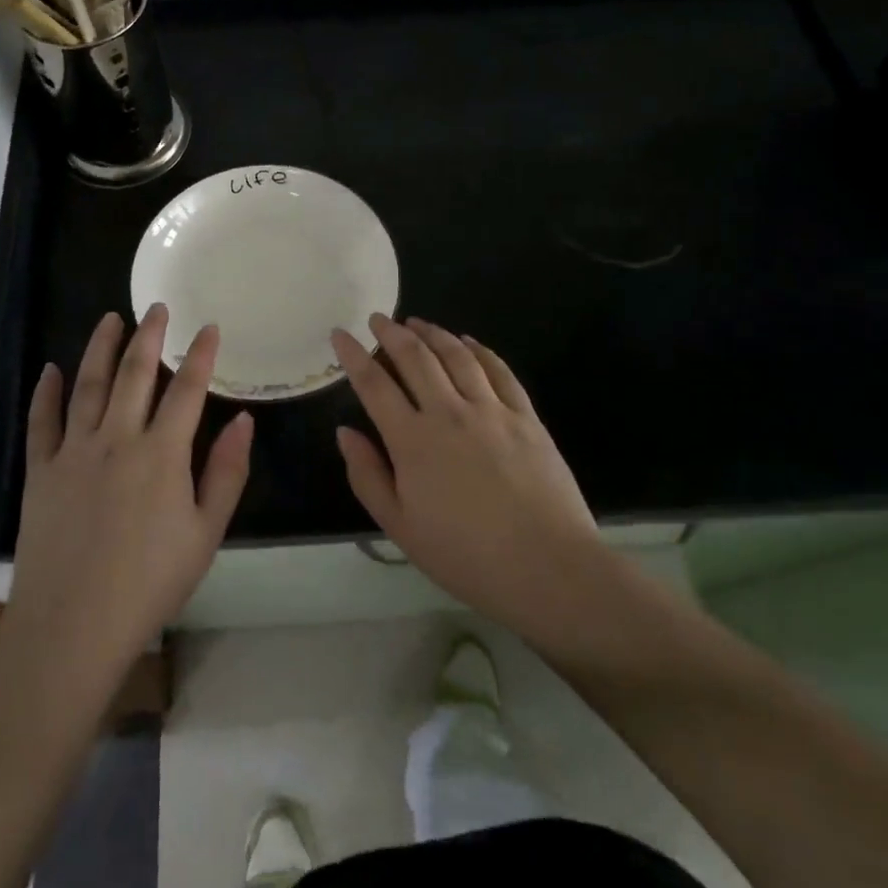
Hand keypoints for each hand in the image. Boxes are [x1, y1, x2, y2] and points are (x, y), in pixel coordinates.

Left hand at [7, 305, 252, 680]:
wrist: (73, 625)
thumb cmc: (150, 583)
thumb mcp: (206, 533)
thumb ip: (226, 472)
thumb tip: (244, 420)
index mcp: (162, 453)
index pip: (187, 390)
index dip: (200, 355)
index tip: (208, 327)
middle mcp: (117, 438)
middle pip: (135, 374)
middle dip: (149, 336)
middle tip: (157, 308)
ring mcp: (74, 451)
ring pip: (89, 385)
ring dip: (101, 348)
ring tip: (110, 319)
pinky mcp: (40, 470)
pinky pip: (42, 421)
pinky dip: (46, 392)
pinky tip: (52, 370)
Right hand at [331, 315, 603, 652]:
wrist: (548, 568)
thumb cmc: (466, 556)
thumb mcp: (400, 527)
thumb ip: (368, 475)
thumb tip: (345, 432)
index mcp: (412, 441)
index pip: (374, 384)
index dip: (353, 355)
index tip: (340, 333)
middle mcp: (449, 413)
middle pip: (415, 358)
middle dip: (391, 333)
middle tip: (378, 319)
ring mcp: (491, 410)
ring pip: (456, 356)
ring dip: (432, 333)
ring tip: (417, 323)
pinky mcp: (526, 417)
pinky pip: (499, 370)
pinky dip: (479, 350)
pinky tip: (468, 342)